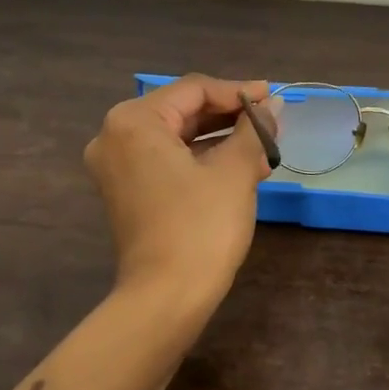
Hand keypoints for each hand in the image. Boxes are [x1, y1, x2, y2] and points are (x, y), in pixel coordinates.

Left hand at [84, 74, 274, 307]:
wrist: (165, 300)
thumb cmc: (201, 226)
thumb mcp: (234, 171)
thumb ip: (253, 130)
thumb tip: (273, 105)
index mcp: (134, 121)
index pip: (194, 89)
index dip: (238, 91)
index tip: (273, 97)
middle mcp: (115, 136)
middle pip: (182, 111)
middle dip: (229, 116)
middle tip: (271, 120)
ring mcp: (116, 166)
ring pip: (176, 137)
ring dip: (220, 139)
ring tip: (263, 146)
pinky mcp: (126, 191)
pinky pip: (167, 160)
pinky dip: (201, 159)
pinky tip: (240, 166)